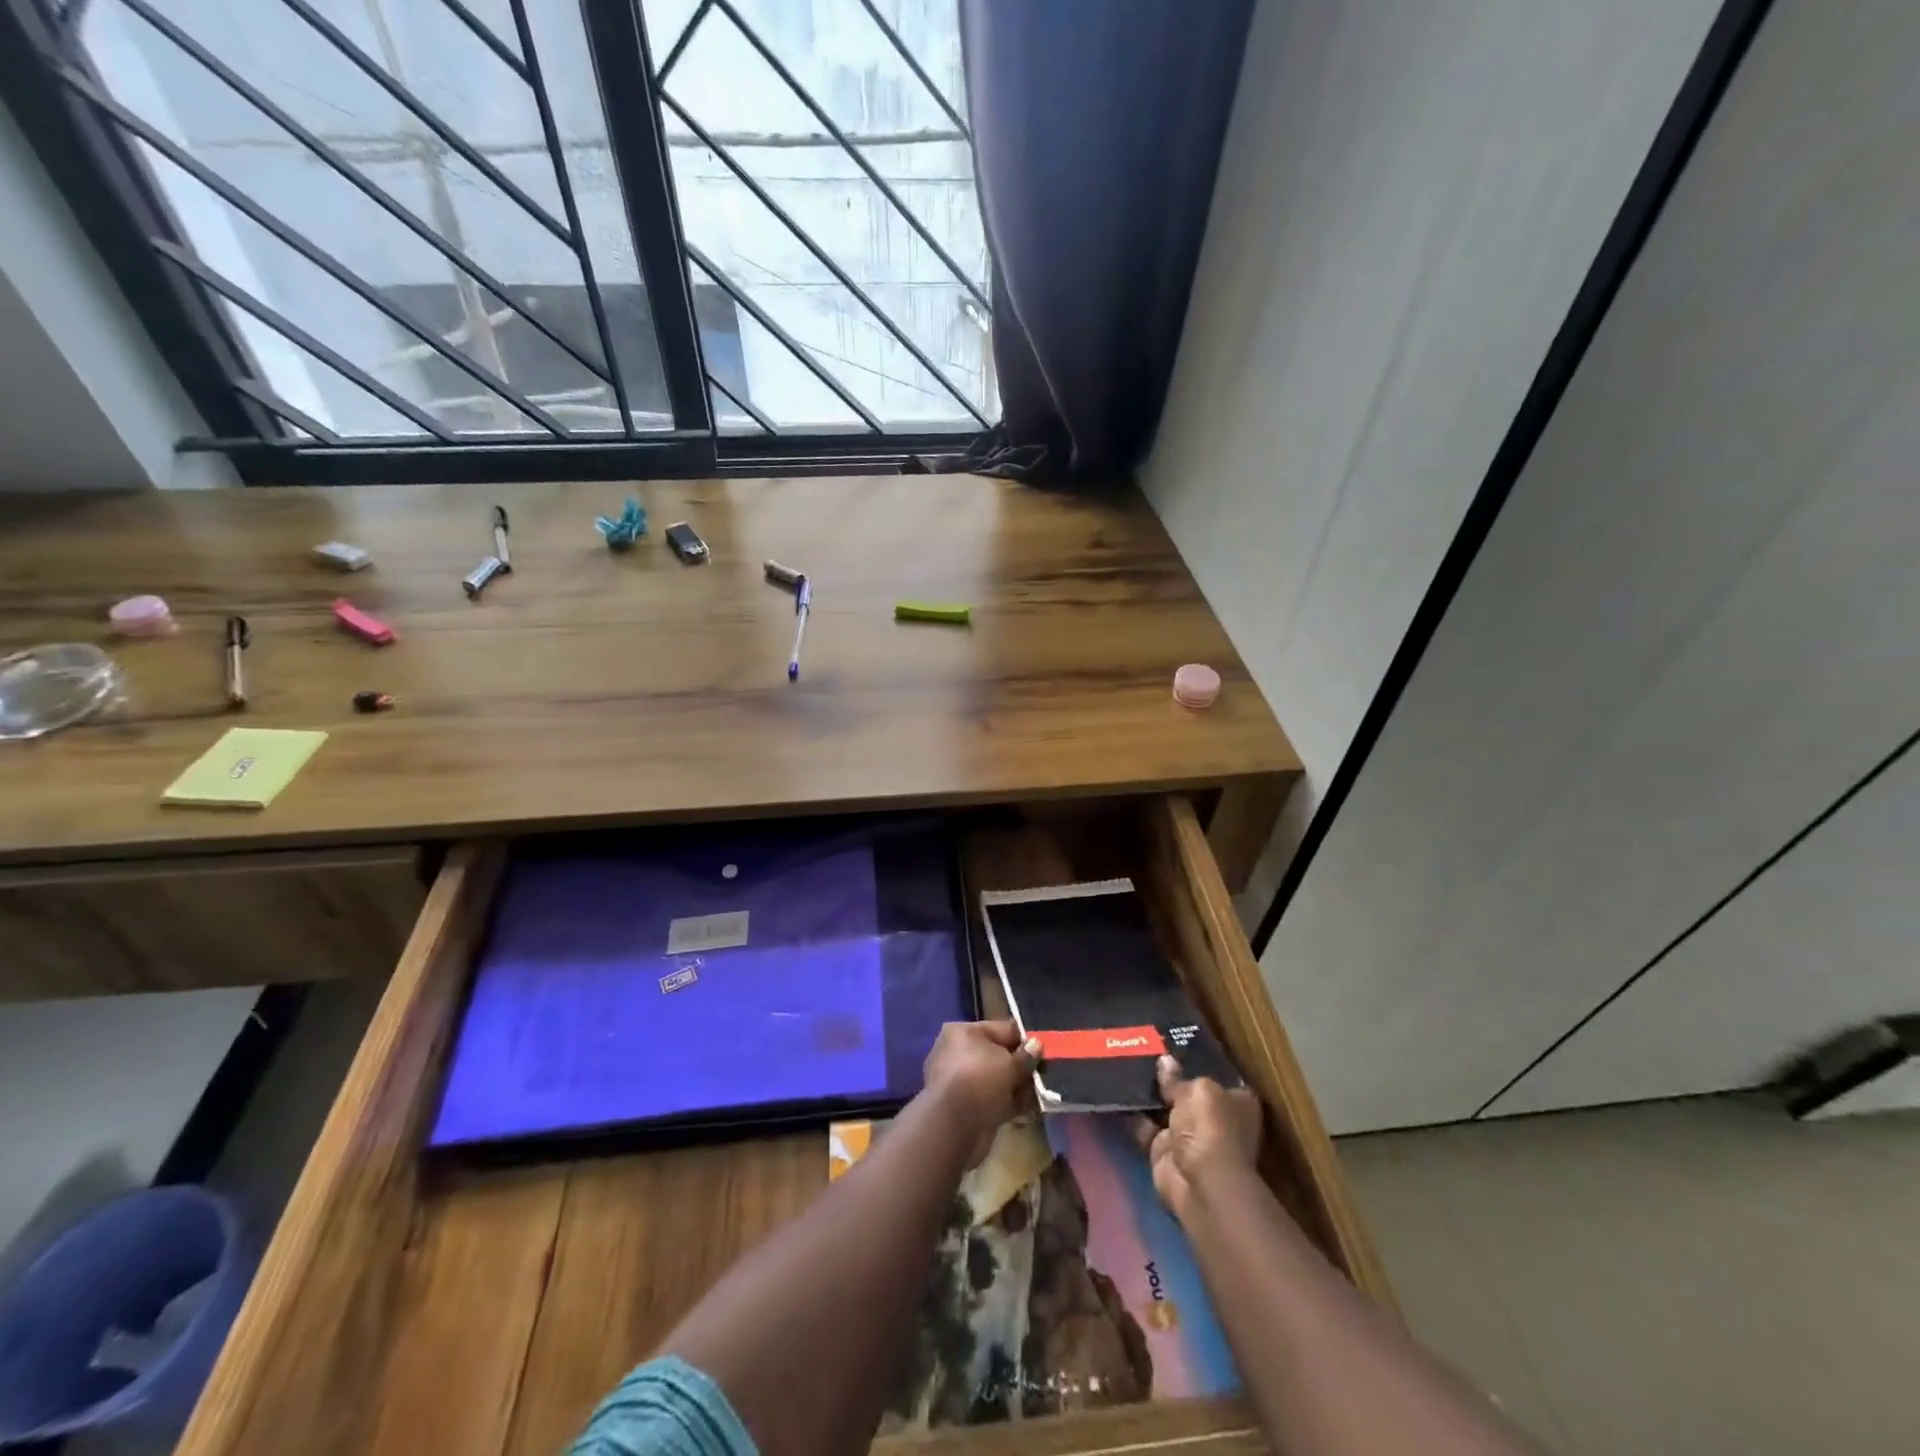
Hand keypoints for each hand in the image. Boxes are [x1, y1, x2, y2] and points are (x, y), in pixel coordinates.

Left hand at [921, 1020, 1039, 1167]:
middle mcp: (958, 1053)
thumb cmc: (980, 1080)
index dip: (1025, 1038)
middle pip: (999, 1055)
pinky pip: (994, 1100)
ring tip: (1044, 1091)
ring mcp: (962, 1082)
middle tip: (1048, 1072)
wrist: (954, 1128)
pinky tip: (1033, 1108)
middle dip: (1023, 1065)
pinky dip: (1011, 1103)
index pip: (1001, 1029)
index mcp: (963, 1032)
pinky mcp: (967, 1108)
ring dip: (1019, 1086)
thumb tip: (1037, 1045)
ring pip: (998, 1079)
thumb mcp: (1009, 1064)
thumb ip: (1025, 1056)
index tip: (1047, 1047)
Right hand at [1137, 1055, 1261, 1219]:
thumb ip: (1178, 1077)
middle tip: (1141, 1048)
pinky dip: (1131, 1113)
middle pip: (1186, 1091)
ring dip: (1147, 1094)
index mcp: (1236, 1101)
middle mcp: (1214, 1118)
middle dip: (1167, 1076)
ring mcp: (1187, 1136)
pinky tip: (1116, 1090)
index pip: (1215, 1075)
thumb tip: (1165, 1061)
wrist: (1200, 1184)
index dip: (1195, 1061)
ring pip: (1163, 1108)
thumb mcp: (1197, 1090)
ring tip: (1123, 1062)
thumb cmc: (1211, 1128)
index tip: (1172, 1043)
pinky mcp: (1163, 1150)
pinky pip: (1144, 1126)